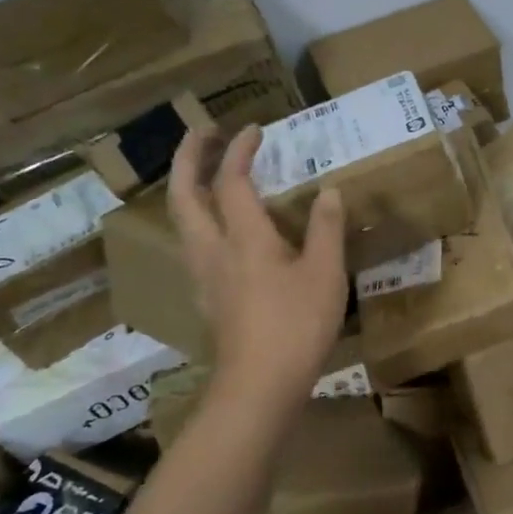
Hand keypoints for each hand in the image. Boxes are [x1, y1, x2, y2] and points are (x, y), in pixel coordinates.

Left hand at [167, 125, 347, 402]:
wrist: (260, 385)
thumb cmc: (297, 325)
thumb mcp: (325, 273)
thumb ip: (327, 228)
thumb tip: (329, 190)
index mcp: (245, 238)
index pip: (232, 181)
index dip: (241, 151)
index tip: (255, 128)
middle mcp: (214, 249)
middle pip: (185, 195)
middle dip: (190, 158)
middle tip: (204, 133)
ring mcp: (205, 276)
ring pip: (183, 221)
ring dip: (187, 187)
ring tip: (205, 174)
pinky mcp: (208, 297)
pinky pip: (194, 244)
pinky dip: (200, 219)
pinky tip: (220, 231)